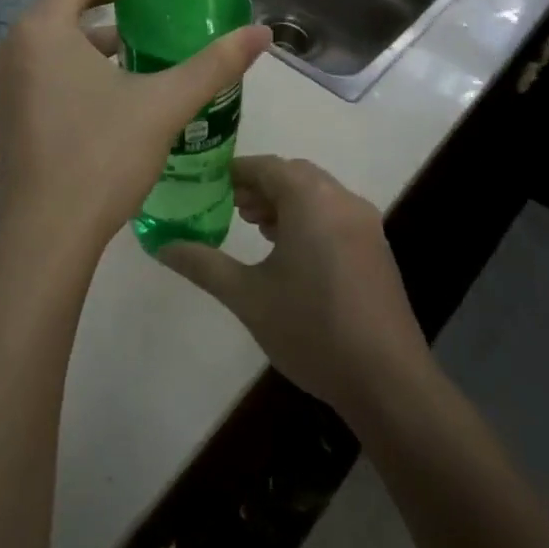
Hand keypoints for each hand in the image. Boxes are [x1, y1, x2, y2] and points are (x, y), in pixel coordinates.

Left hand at [0, 0, 270, 267]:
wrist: (44, 237)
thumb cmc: (101, 160)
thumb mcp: (163, 106)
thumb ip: (214, 65)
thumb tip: (262, 34)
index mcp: (42, 29)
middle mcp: (13, 46)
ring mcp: (4, 82)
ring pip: (53, 34)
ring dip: (95, 28)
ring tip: (142, 34)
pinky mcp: (5, 112)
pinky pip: (42, 65)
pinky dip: (76, 58)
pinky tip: (113, 82)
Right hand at [160, 155, 431, 416]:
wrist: (388, 381)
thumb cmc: (311, 329)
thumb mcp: (247, 297)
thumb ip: (202, 264)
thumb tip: (161, 246)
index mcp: (311, 200)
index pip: (266, 166)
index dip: (234, 172)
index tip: (206, 185)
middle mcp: (342, 200)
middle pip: (294, 174)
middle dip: (260, 185)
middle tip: (229, 207)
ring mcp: (366, 224)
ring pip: (317, 193)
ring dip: (285, 201)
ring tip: (255, 228)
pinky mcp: (377, 248)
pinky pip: (335, 214)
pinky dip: (308, 217)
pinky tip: (291, 252)